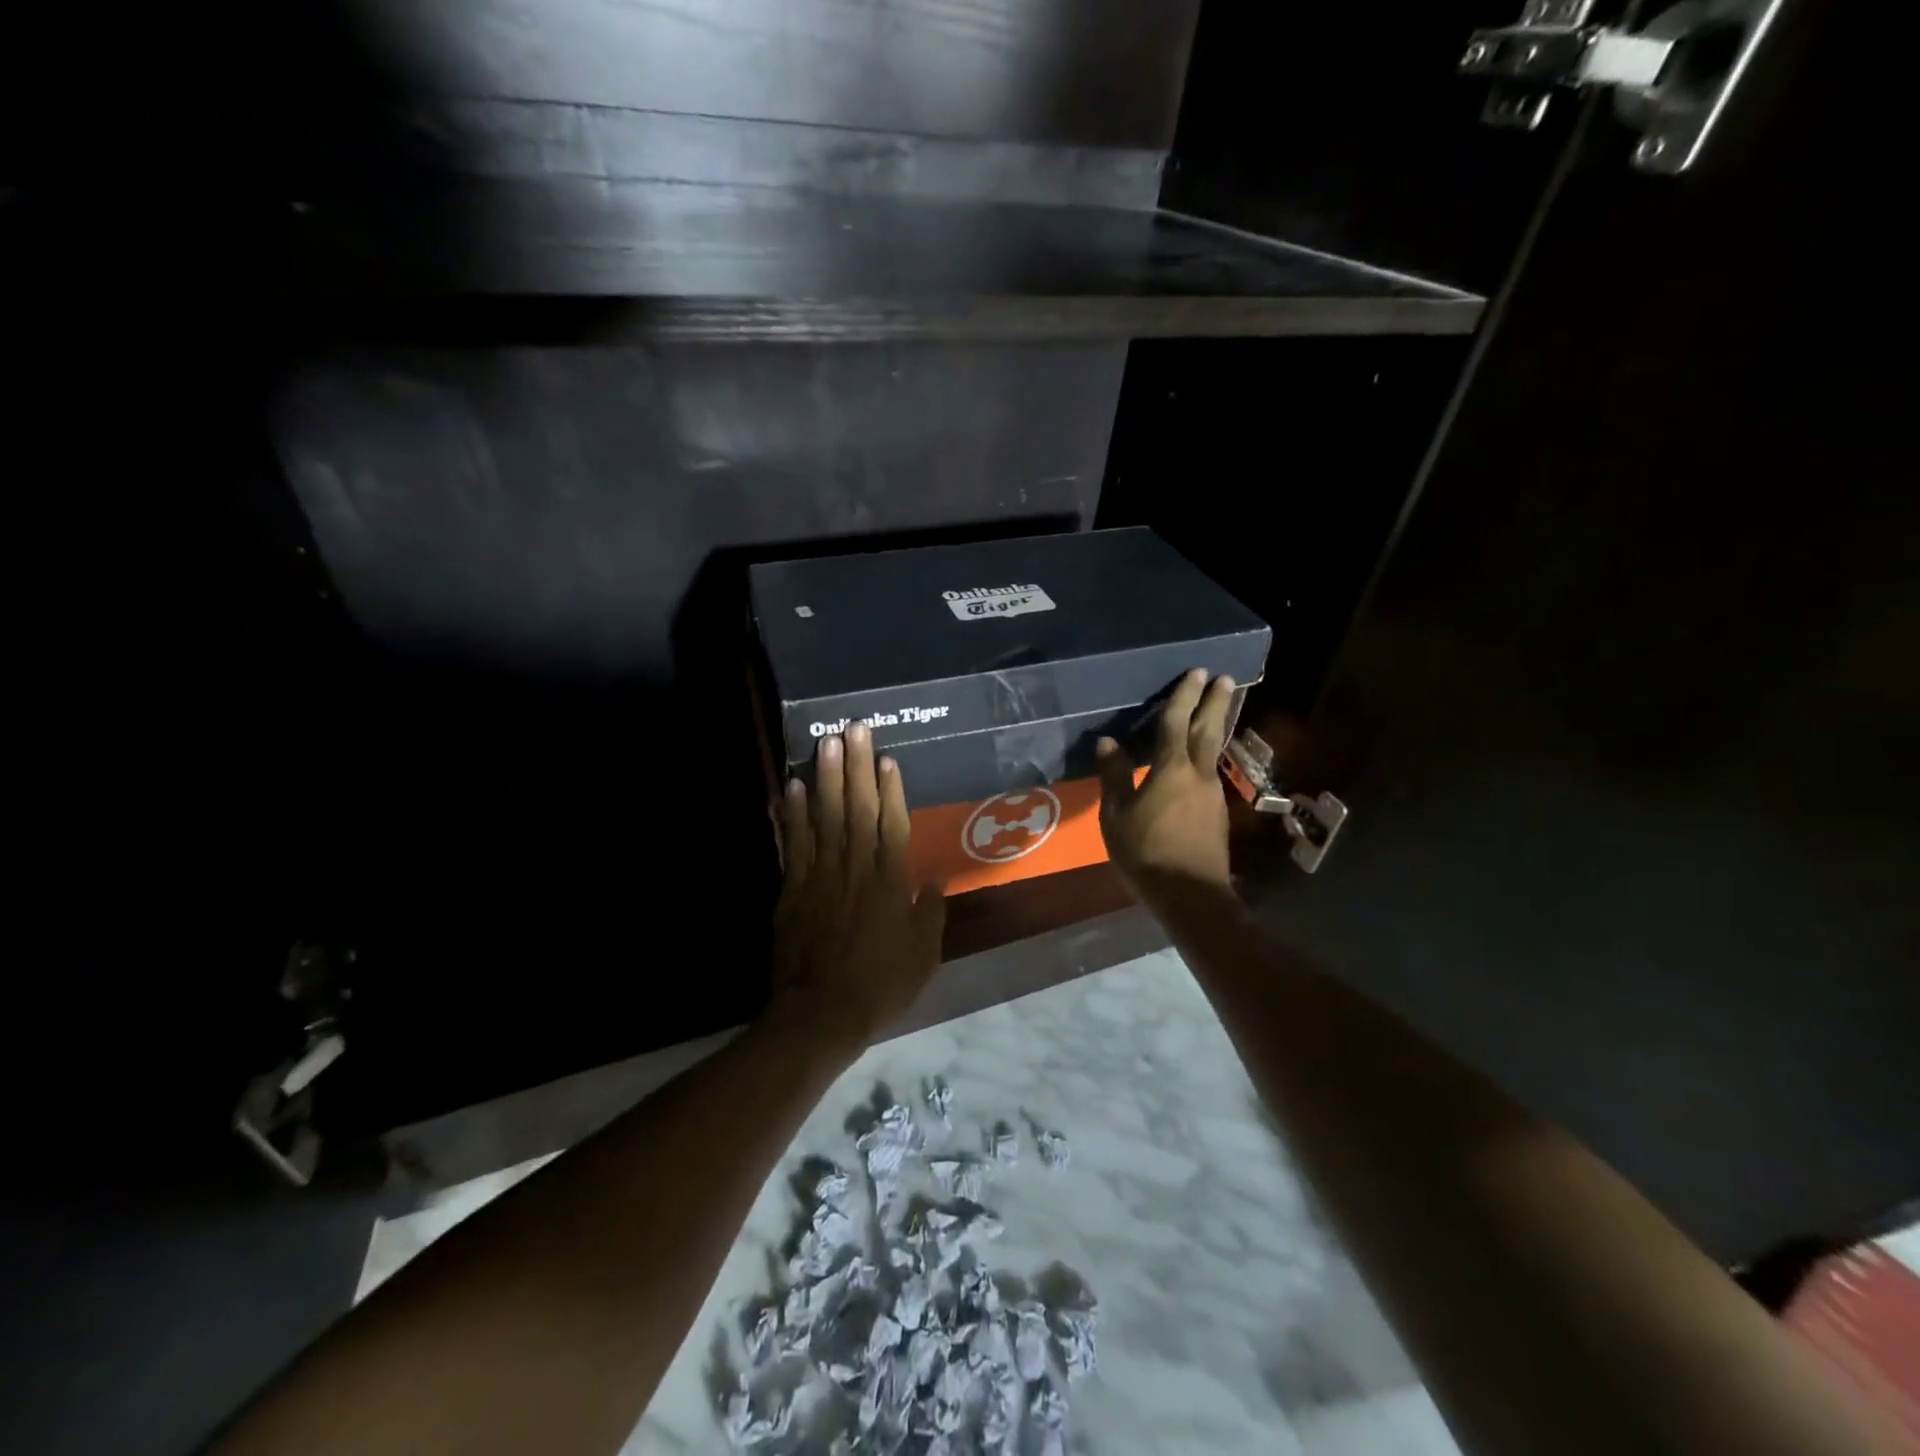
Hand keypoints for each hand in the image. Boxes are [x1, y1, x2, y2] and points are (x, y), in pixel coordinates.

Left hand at [767, 723, 946, 1051]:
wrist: (821, 1015)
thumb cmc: (881, 986)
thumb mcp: (923, 956)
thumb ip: (930, 913)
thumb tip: (935, 879)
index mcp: (890, 884)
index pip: (892, 825)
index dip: (891, 790)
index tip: (887, 757)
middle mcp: (856, 870)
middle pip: (856, 810)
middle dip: (855, 767)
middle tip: (853, 729)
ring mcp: (820, 877)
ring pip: (824, 818)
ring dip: (824, 778)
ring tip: (824, 742)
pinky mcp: (793, 889)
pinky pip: (794, 845)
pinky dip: (791, 816)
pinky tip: (790, 788)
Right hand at [1095, 669, 1237, 904]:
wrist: (1190, 894)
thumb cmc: (1146, 853)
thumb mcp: (1116, 816)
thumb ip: (1114, 777)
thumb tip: (1108, 742)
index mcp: (1171, 770)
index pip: (1177, 723)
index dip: (1184, 696)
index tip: (1196, 671)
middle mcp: (1197, 774)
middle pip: (1208, 730)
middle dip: (1215, 701)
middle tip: (1224, 677)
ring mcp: (1212, 793)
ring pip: (1215, 749)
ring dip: (1218, 723)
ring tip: (1220, 706)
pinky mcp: (1216, 812)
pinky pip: (1211, 770)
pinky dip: (1210, 751)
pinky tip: (1203, 756)